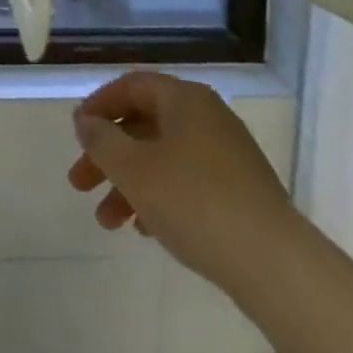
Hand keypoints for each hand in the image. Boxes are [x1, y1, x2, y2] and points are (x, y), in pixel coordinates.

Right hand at [67, 71, 299, 294]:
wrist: (275, 266)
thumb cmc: (194, 202)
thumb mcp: (133, 168)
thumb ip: (101, 140)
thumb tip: (86, 121)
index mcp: (184, 99)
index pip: (131, 86)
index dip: (98, 106)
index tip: (76, 134)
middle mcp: (208, 117)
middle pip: (144, 125)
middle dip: (108, 155)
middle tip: (79, 184)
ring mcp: (228, 156)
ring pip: (163, 158)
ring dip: (129, 184)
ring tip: (107, 222)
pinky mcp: (241, 193)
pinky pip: (188, 183)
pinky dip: (160, 198)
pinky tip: (145, 230)